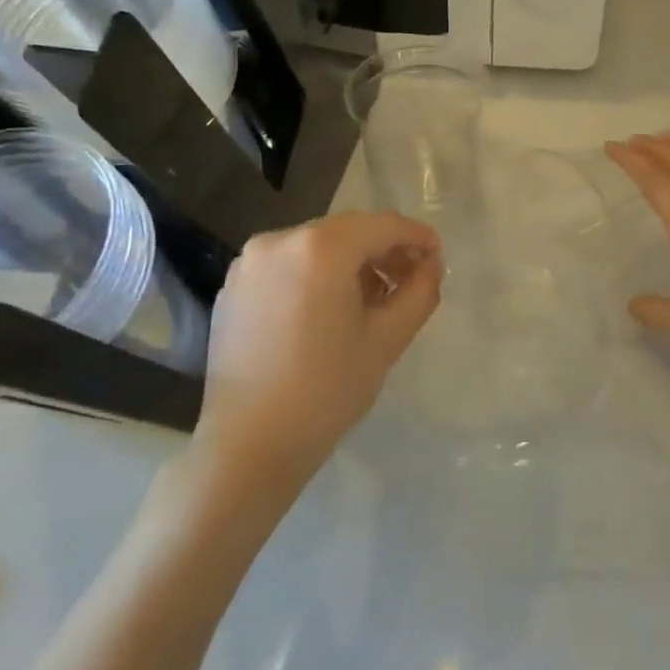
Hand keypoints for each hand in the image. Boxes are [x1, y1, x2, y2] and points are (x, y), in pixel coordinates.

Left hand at [194, 212, 441, 492]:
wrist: (248, 445)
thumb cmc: (326, 391)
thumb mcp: (387, 340)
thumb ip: (419, 292)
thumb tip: (430, 264)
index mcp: (320, 248)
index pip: (381, 225)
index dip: (415, 236)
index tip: (437, 256)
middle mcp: (280, 240)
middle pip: (347, 231)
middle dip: (382, 250)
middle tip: (409, 280)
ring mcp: (250, 262)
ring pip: (316, 246)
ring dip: (349, 263)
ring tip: (370, 300)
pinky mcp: (233, 286)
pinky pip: (287, 265)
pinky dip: (314, 275)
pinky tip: (327, 311)